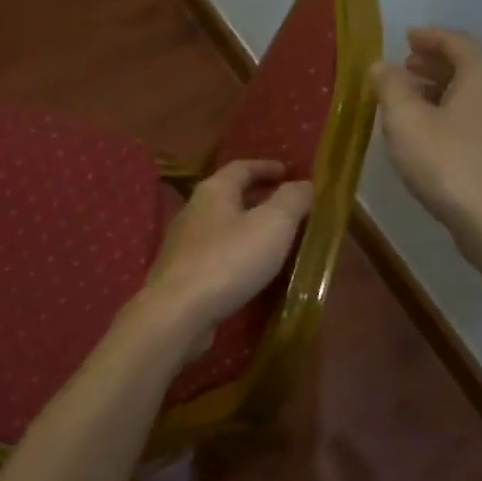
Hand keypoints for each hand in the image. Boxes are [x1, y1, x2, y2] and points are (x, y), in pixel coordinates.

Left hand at [142, 159, 314, 335]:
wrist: (177, 313)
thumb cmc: (229, 260)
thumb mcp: (273, 224)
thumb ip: (292, 200)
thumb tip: (304, 184)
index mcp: (213, 191)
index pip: (241, 167)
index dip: (267, 167)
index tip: (289, 172)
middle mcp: (194, 211)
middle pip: (230, 196)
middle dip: (259, 198)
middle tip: (288, 207)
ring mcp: (184, 244)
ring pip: (223, 227)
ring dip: (248, 228)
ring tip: (275, 240)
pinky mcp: (182, 274)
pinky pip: (216, 254)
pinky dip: (237, 254)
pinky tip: (251, 270)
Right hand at [370, 27, 481, 247]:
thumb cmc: (449, 162)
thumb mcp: (406, 120)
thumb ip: (390, 86)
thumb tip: (381, 65)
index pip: (455, 41)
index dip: (428, 37)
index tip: (407, 37)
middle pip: (470, 66)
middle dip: (435, 64)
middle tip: (406, 68)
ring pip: (477, 95)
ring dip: (445, 91)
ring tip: (414, 101)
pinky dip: (457, 114)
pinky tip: (435, 133)